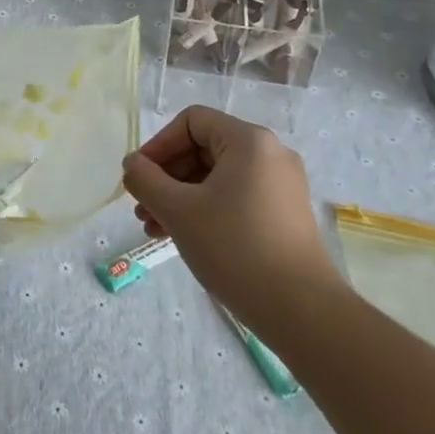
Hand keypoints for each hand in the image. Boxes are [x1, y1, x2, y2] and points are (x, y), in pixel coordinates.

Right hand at [120, 108, 341, 331]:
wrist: (302, 311)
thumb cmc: (235, 247)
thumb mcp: (177, 210)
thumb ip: (145, 179)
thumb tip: (132, 164)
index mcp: (249, 141)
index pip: (191, 122)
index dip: (158, 145)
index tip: (138, 177)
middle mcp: (270, 154)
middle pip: (202, 148)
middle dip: (166, 177)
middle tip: (142, 207)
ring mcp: (280, 185)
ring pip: (215, 176)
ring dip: (180, 196)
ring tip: (154, 228)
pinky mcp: (283, 214)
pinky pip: (234, 196)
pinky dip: (204, 209)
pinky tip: (182, 236)